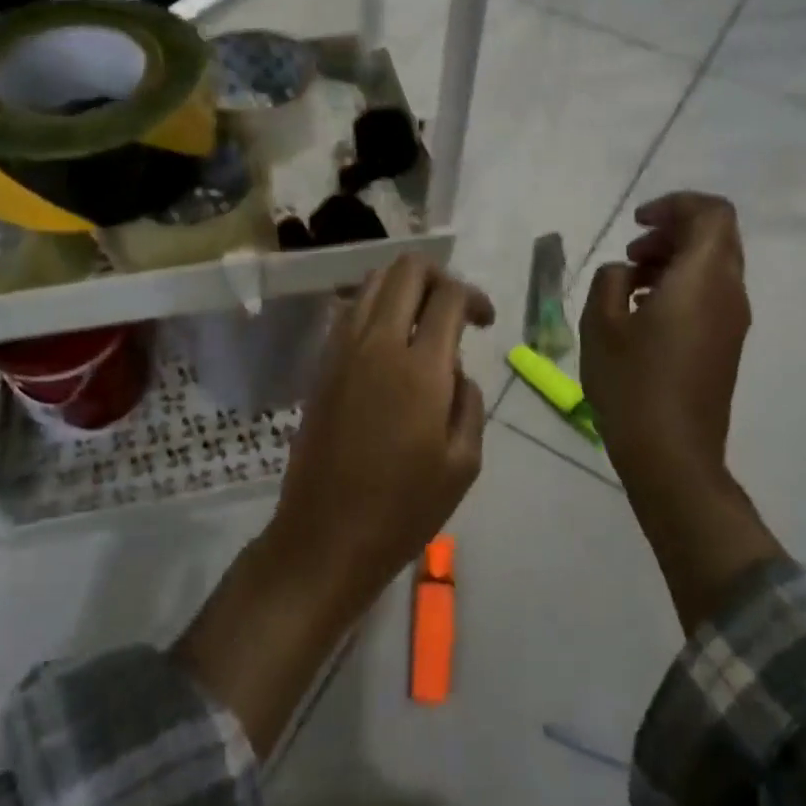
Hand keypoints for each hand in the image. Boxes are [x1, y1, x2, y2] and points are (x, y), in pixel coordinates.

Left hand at [265, 254, 493, 622]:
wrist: (325, 535)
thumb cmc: (404, 508)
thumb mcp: (463, 463)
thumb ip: (468, 401)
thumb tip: (455, 368)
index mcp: (420, 368)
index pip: (449, 296)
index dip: (475, 297)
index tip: (484, 322)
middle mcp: (378, 343)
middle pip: (406, 270)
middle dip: (438, 277)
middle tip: (455, 310)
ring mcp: (342, 350)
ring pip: (372, 283)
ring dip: (403, 288)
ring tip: (422, 322)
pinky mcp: (321, 365)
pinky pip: (349, 312)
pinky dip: (374, 307)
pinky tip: (388, 342)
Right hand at [581, 193, 781, 631]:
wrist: (672, 454)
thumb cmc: (632, 384)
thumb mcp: (601, 324)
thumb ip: (610, 281)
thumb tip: (626, 273)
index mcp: (703, 279)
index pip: (712, 214)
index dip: (675, 205)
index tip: (636, 222)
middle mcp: (729, 293)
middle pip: (715, 237)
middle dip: (672, 232)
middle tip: (631, 253)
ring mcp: (733, 321)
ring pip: (713, 266)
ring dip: (674, 260)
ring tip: (630, 282)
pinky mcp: (726, 344)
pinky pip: (710, 294)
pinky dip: (680, 285)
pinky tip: (643, 311)